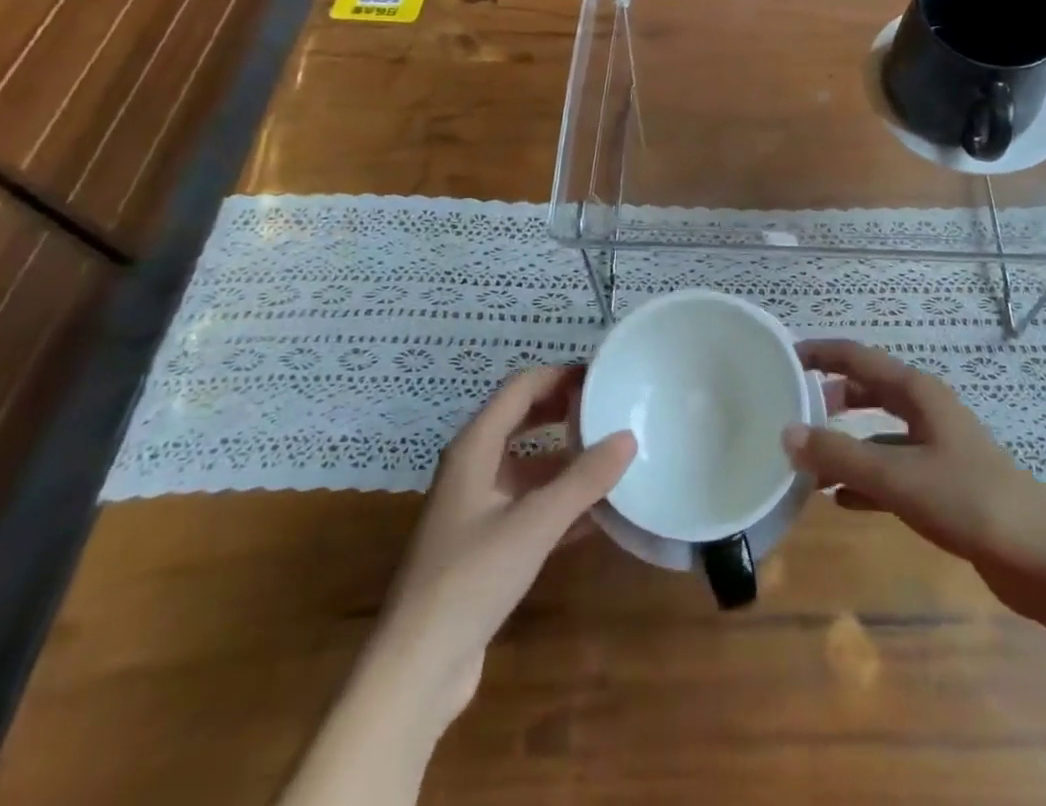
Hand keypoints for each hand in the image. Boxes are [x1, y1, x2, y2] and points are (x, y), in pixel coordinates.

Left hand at [376, 366, 635, 725]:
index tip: (602, 376)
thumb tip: (628, 437)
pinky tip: (597, 513)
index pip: (520, 388)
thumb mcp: (534, 524)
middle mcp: (472, 468)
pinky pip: (528, 504)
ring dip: (566, 458)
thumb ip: (584, 479)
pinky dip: (560, 499)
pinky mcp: (484, 545)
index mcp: (474, 448)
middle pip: (522, 420)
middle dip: (564, 410)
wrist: (416, 670)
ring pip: (528, 465)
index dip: (559, 375)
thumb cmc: (470, 580)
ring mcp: (476, 508)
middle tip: (610, 408)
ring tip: (613, 456)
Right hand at [783, 339, 1045, 602]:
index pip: (859, 357)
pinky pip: (892, 470)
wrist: (1039, 555)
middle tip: (792, 409)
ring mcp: (936, 446)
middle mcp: (925, 410)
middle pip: (868, 389)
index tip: (785, 357)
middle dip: (831, 396)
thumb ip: (840, 455)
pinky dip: (865, 478)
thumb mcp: (896, 476)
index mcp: (916, 392)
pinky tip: (841, 500)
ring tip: (808, 461)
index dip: (822, 353)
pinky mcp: (942, 483)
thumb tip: (787, 433)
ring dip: (845, 443)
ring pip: (878, 433)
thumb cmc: (967, 499)